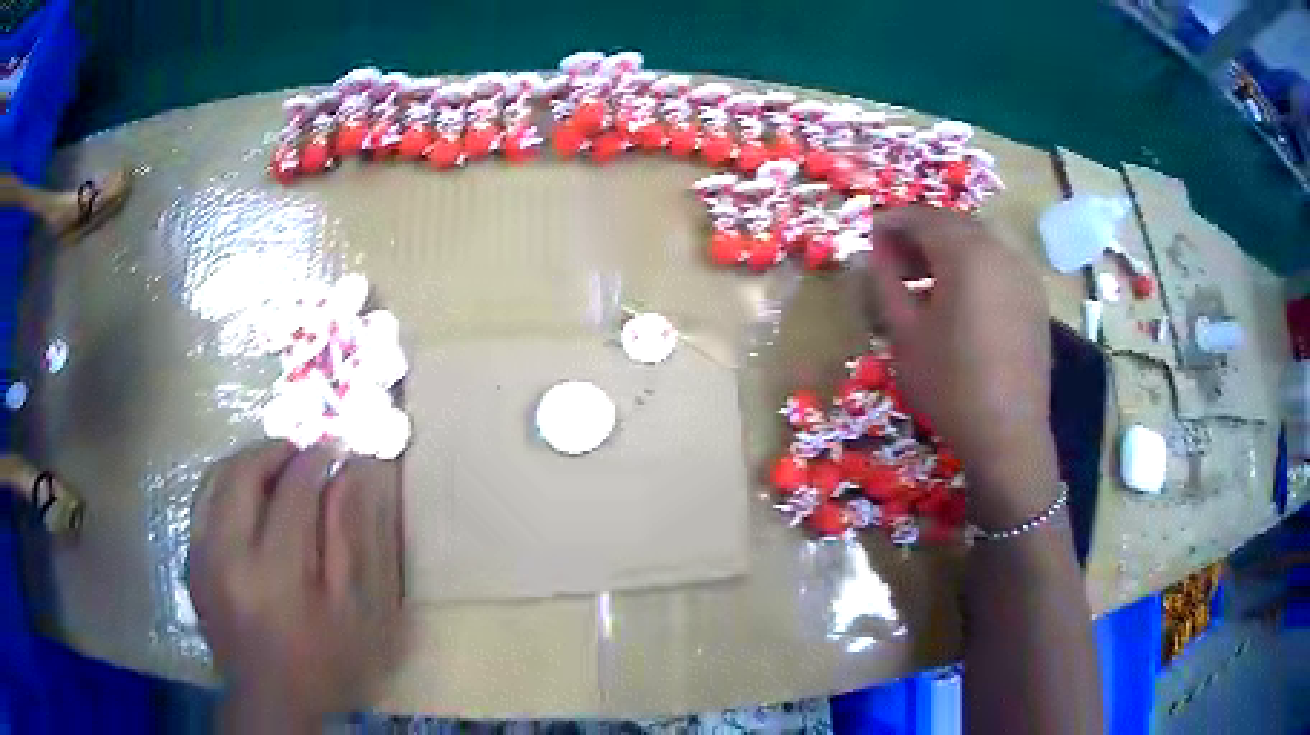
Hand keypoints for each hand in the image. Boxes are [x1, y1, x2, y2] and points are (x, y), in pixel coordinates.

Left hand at [187, 442, 402, 728]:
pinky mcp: (192, 561)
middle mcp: (229, 554)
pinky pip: (203, 501)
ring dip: (248, 461)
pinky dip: (226, 483)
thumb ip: (349, 539)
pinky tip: (247, 495)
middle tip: (301, 452)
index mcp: (276, 572)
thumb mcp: (352, 610)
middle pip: (244, 472)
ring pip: (217, 478)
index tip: (333, 450)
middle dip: (275, 450)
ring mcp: (203, 556)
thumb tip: (348, 475)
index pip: (292, 490)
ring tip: (275, 466)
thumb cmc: (322, 660)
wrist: (271, 699)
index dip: (315, 461)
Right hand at [860, 207, 1058, 526]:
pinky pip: (1000, 264)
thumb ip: (884, 284)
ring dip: (949, 250)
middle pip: (953, 225)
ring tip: (926, 280)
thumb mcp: (904, 334)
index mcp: (966, 252)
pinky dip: (975, 267)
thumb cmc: (950, 384)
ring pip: (980, 242)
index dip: (892, 223)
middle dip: (920, 235)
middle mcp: (1000, 250)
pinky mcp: (1035, 298)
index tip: (870, 238)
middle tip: (894, 261)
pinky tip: (961, 299)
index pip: (922, 217)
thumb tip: (870, 255)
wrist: (1008, 434)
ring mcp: (1024, 273)